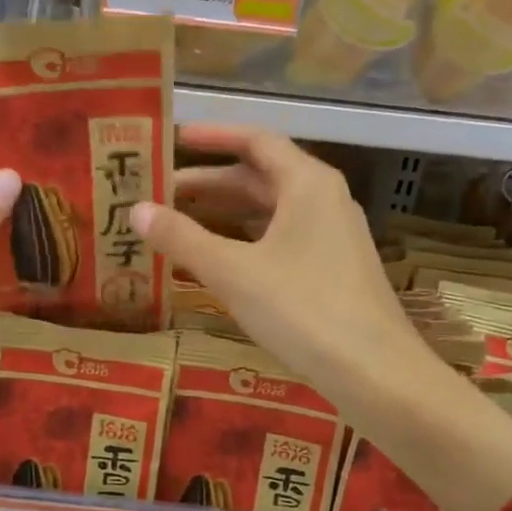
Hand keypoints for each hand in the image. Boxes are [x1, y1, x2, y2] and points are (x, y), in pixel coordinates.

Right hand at [135, 124, 451, 420]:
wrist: (376, 373)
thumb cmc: (303, 310)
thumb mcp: (233, 272)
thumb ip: (182, 238)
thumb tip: (135, 209)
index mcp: (307, 183)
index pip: (255, 141)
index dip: (212, 137)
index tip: (171, 138)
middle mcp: (323, 200)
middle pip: (259, 177)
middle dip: (208, 183)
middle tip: (158, 191)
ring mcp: (331, 236)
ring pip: (268, 212)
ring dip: (223, 214)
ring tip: (175, 223)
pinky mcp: (331, 269)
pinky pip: (278, 239)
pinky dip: (243, 241)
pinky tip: (214, 260)